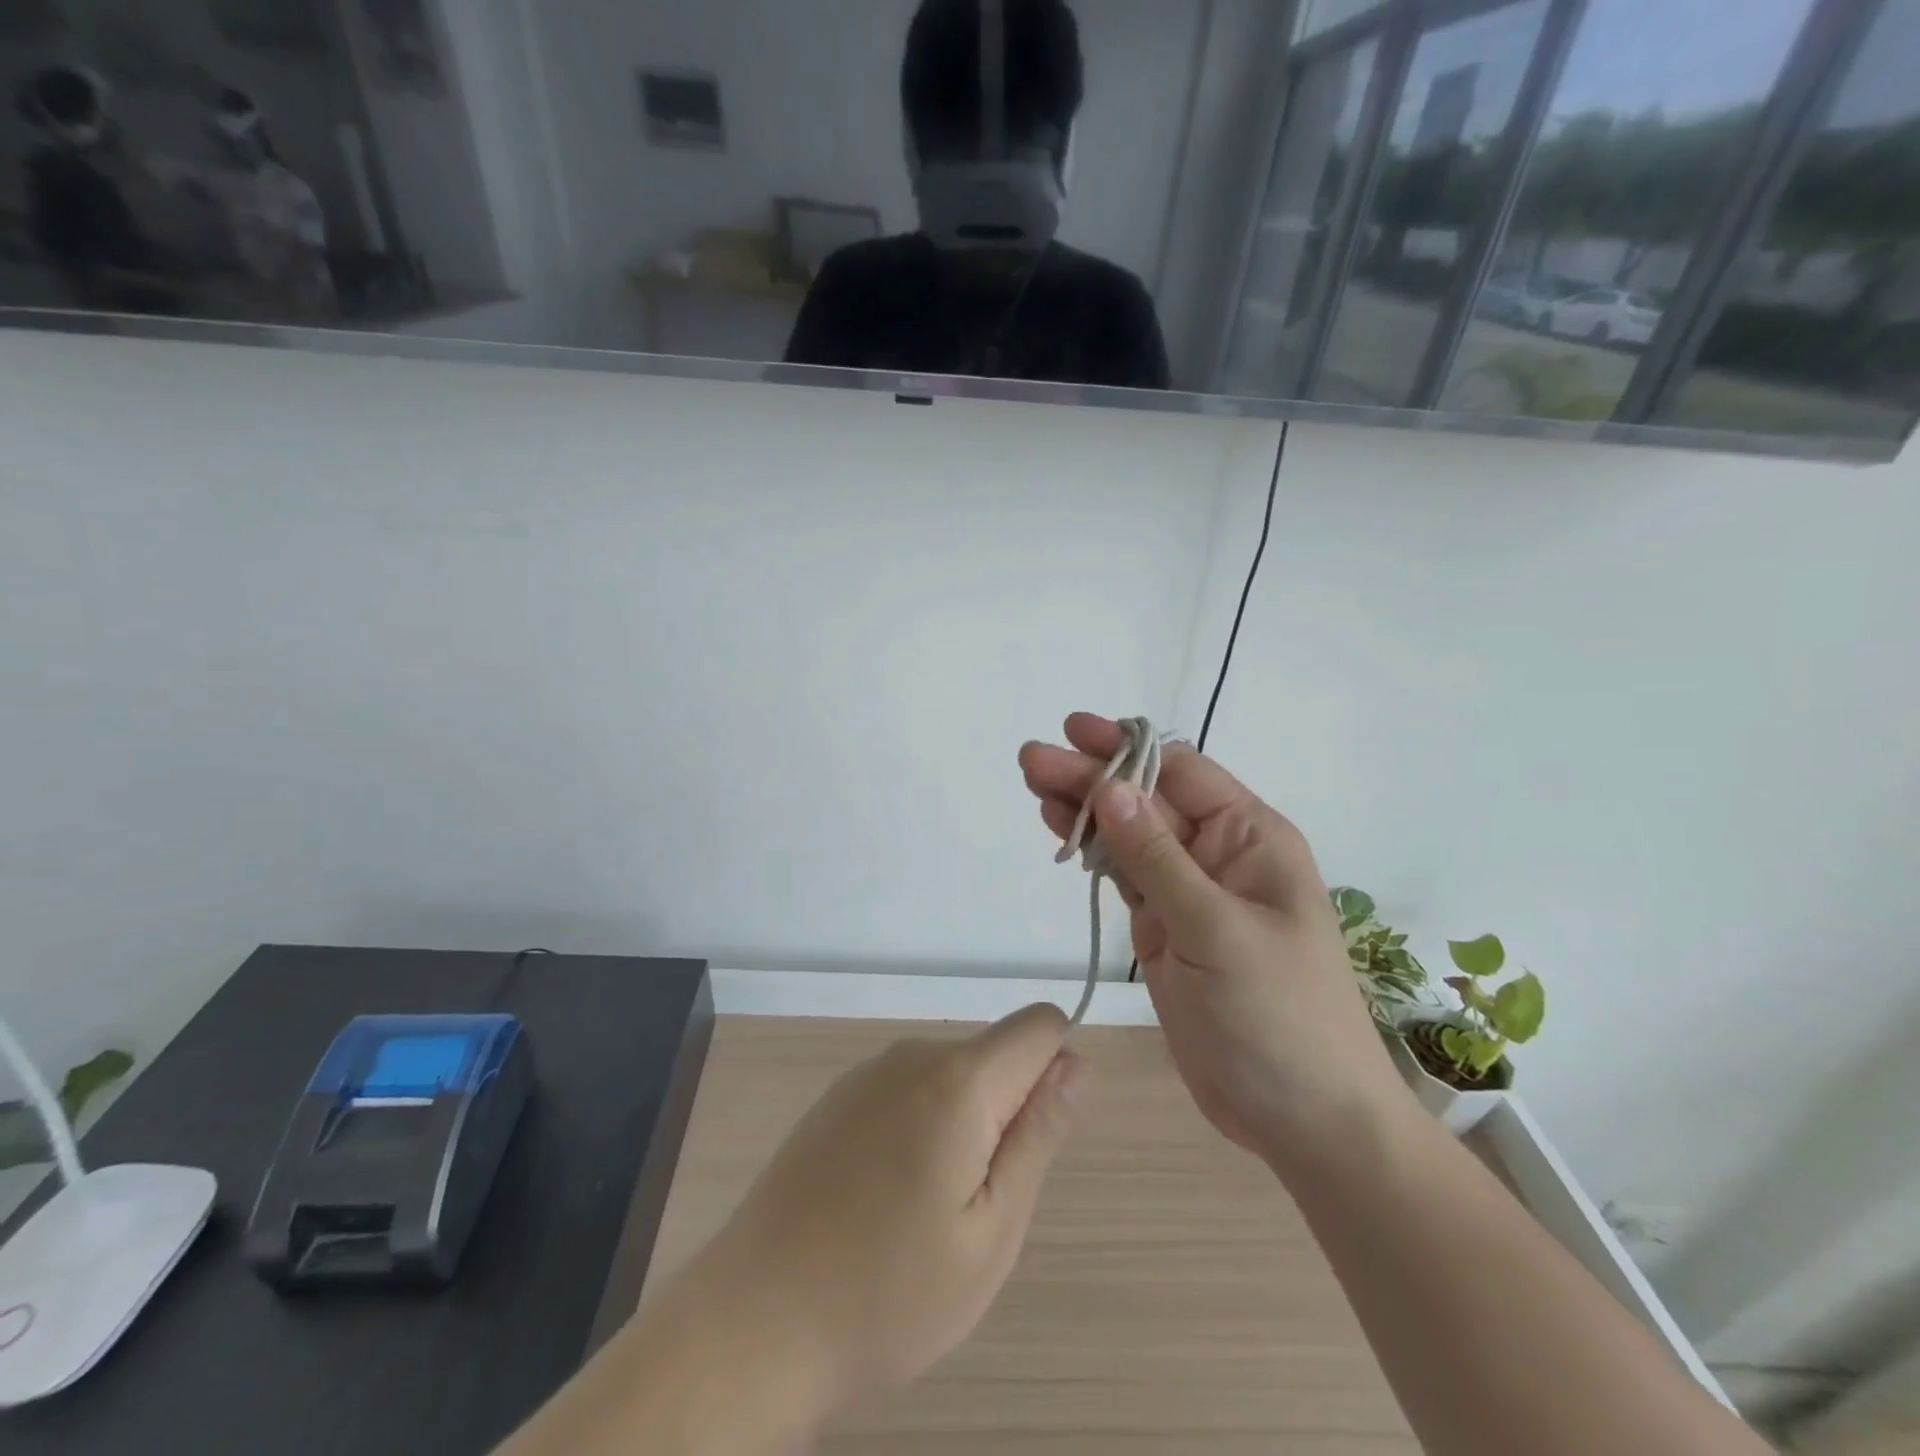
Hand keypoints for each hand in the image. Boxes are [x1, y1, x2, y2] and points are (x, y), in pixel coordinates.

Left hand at [673, 1005, 1085, 1427]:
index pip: (1040, 1025)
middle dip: (1004, 1113)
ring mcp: (869, 1072)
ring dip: (961, 1126)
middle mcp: (914, 1055)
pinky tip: (881, 1199)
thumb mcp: (992, 1231)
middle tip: (971, 1204)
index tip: (1027, 1144)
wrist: (756, 1319)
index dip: (1054, 1074)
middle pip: (995, 1055)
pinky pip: (908, 1090)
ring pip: (952, 1076)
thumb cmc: (890, 1292)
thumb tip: (1077, 1063)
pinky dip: (918, 1129)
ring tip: (923, 1210)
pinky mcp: (839, 1095)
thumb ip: (1038, 1134)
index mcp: (960, 1080)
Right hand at [1021, 714, 1414, 1170]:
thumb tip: (1111, 786)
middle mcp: (1219, 855)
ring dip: (1084, 811)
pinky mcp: (1164, 929)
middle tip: (1030, 760)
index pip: (1181, 774)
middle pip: (1147, 801)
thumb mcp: (1216, 929)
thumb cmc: (1277, 1016)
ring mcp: (1188, 893)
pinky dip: (1092, 855)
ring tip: (1033, 786)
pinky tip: (1061, 833)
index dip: (1126, 749)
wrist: (1301, 1119)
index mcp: (1250, 839)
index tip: (1072, 732)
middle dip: (1092, 778)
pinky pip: (1124, 878)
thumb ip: (1157, 858)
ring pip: (1129, 837)